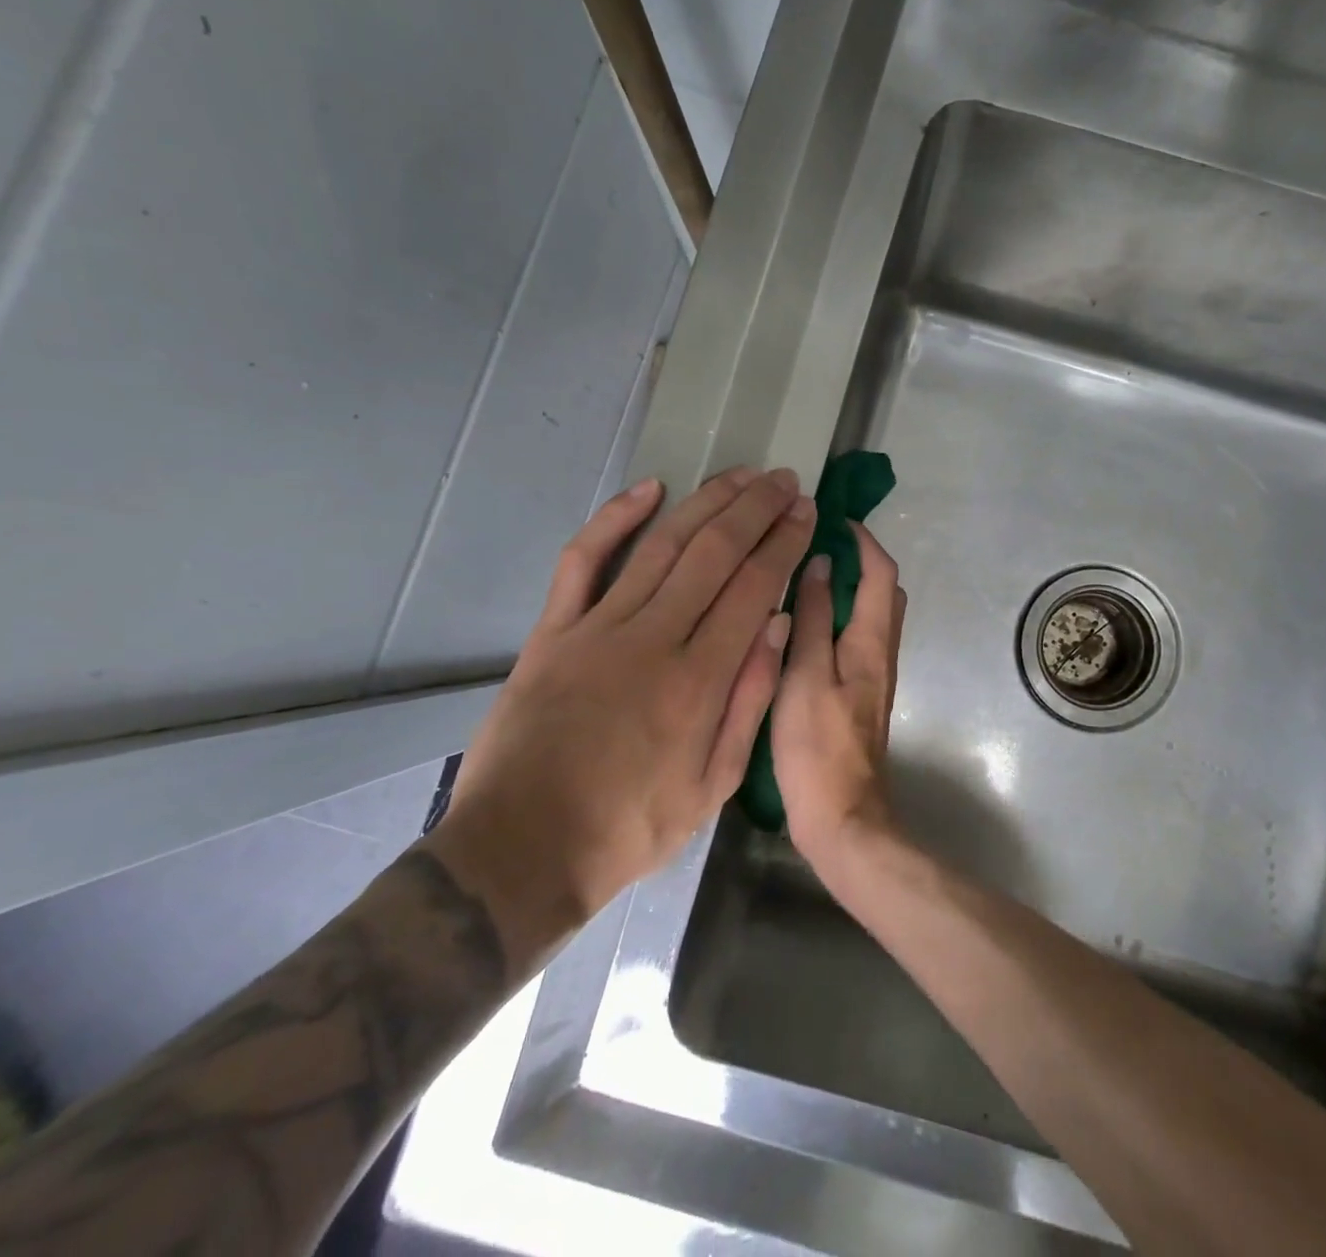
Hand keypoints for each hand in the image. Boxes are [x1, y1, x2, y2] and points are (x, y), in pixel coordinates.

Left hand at [428, 467, 815, 970]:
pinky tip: (650, 488)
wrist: (521, 850)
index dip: (784, 542)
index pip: (754, 587)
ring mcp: (597, 629)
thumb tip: (778, 625)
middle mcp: (653, 640)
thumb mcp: (713, 786)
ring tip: (741, 475)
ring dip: (706, 502)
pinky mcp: (552, 631)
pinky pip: (584, 560)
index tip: (804, 512)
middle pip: (714, 552)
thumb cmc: (629, 827)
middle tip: (784, 480)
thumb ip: (750, 701)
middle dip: (755, 509)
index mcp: (700, 681)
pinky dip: (616, 518)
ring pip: (661, 545)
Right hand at [770, 523, 906, 870]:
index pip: (879, 572)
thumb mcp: (804, 675)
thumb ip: (812, 617)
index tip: (833, 518)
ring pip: (871, 615)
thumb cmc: (818, 746)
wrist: (843, 816)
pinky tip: (806, 625)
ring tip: (805, 577)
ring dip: (848, 588)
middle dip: (859, 560)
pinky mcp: (862, 695)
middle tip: (816, 546)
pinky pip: (858, 638)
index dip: (862, 540)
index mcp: (870, 640)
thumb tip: (820, 562)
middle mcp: (881, 651)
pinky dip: (840, 617)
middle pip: (882, 591)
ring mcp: (875, 675)